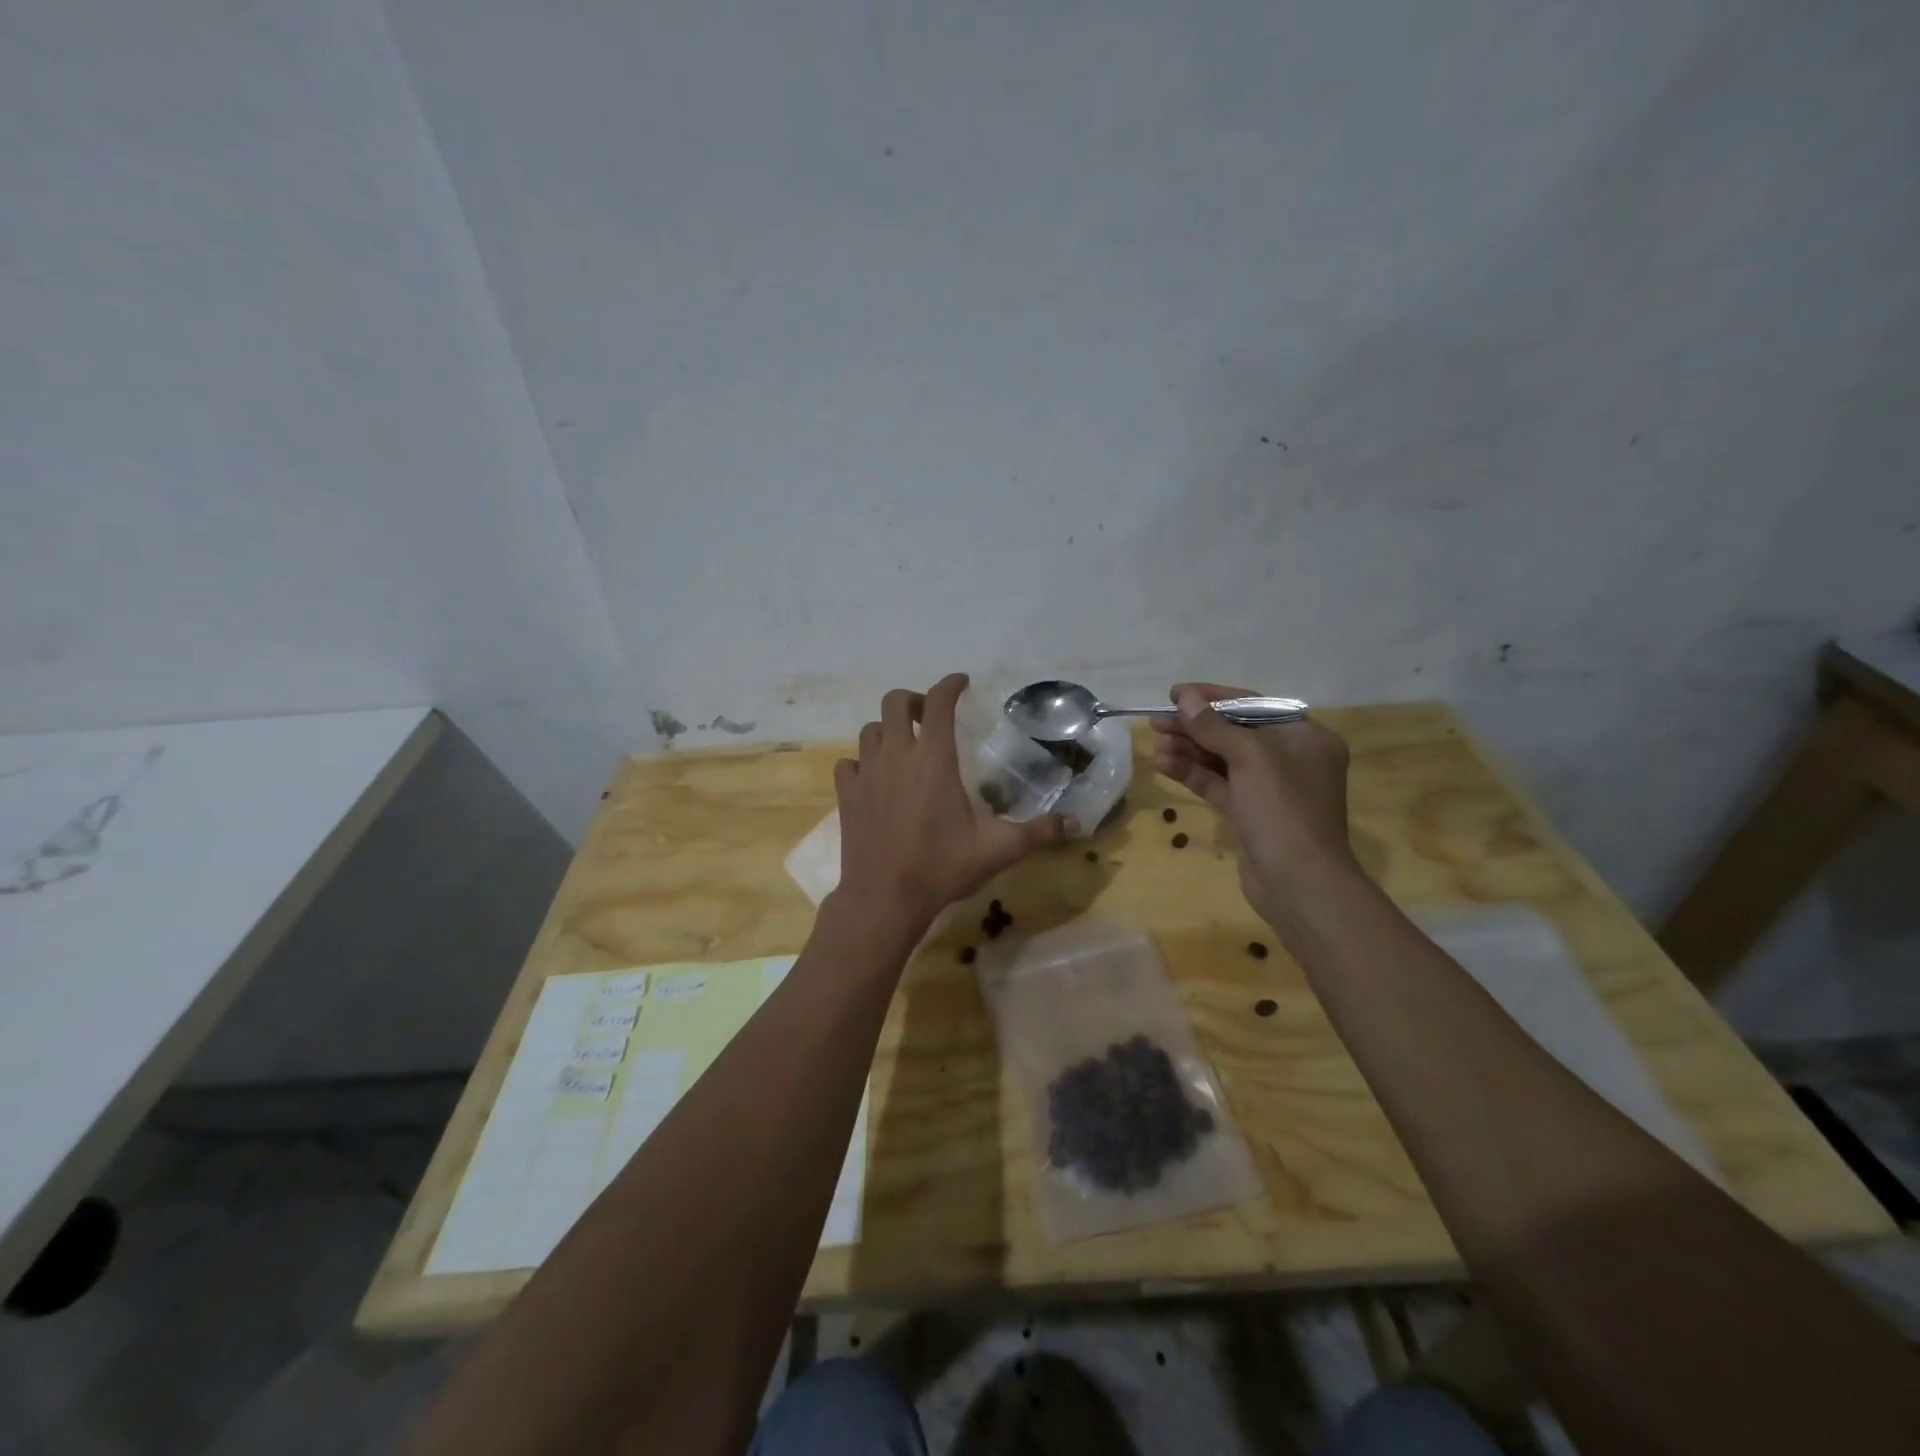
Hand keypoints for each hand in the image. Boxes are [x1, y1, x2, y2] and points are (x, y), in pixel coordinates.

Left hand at [835, 673, 1066, 930]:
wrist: (884, 898)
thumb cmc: (942, 867)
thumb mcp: (998, 849)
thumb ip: (1038, 832)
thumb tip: (1075, 823)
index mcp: (934, 758)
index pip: (939, 702)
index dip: (950, 685)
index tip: (961, 682)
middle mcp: (897, 755)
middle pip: (894, 702)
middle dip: (913, 700)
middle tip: (929, 716)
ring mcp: (867, 773)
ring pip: (869, 730)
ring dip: (887, 730)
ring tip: (903, 747)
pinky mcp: (847, 795)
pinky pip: (849, 764)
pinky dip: (861, 763)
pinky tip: (874, 779)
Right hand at [1150, 682, 1356, 922]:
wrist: (1298, 883)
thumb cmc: (1284, 810)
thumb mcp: (1251, 758)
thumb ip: (1214, 726)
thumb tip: (1184, 698)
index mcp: (1305, 738)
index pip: (1253, 706)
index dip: (1212, 697)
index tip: (1175, 694)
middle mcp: (1290, 759)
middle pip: (1234, 732)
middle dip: (1195, 726)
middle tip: (1156, 720)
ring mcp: (1269, 789)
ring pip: (1222, 760)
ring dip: (1188, 750)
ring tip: (1154, 743)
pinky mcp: (1249, 813)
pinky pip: (1218, 784)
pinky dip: (1192, 773)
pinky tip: (1163, 764)